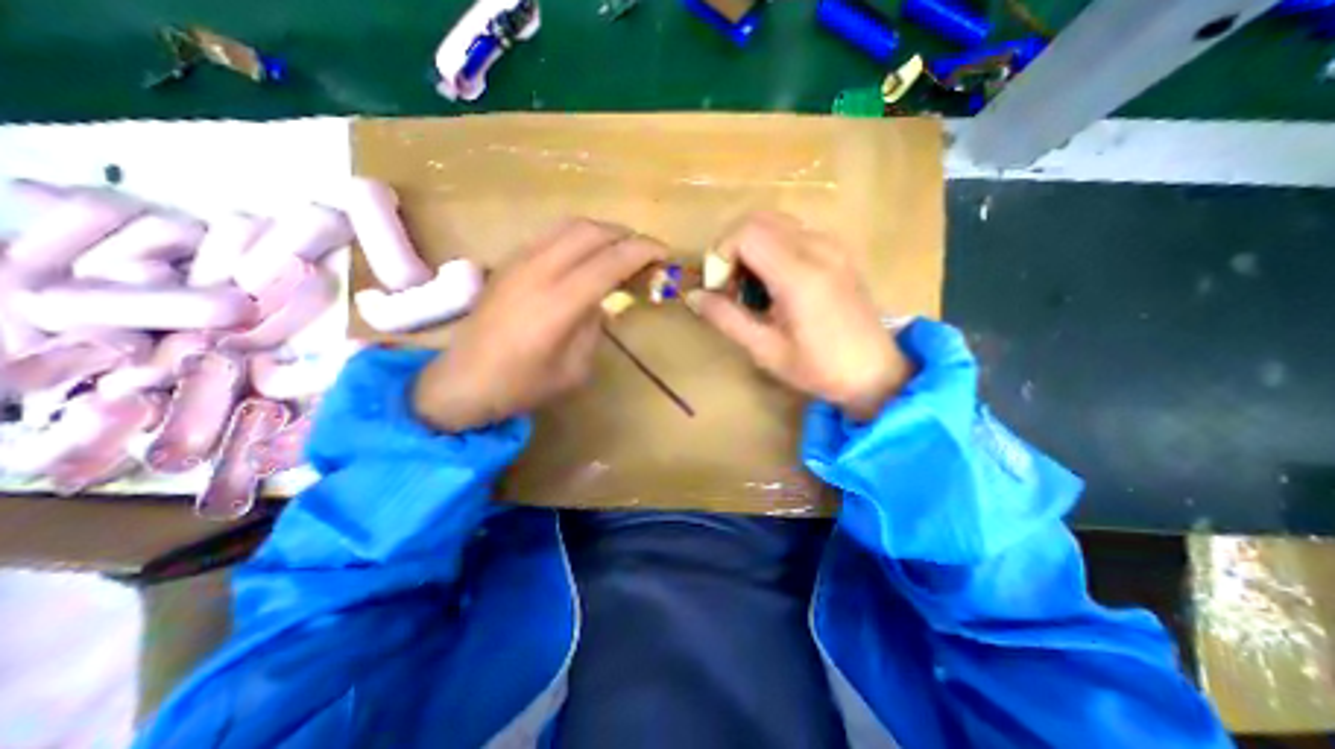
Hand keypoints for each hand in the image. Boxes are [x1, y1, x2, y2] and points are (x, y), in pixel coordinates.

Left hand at [415, 219, 662, 430]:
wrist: (461, 382)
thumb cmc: (521, 385)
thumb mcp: (575, 369)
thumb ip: (595, 327)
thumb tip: (603, 300)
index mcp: (559, 303)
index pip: (610, 261)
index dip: (643, 251)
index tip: (666, 254)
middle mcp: (539, 271)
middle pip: (592, 231)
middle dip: (627, 235)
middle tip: (647, 253)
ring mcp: (519, 261)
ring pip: (570, 226)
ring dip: (603, 231)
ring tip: (622, 250)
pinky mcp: (509, 261)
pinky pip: (552, 234)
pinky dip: (579, 236)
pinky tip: (588, 255)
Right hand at [682, 211, 913, 421]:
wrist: (875, 372)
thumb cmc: (818, 368)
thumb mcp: (765, 350)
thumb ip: (726, 318)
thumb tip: (693, 295)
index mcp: (799, 275)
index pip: (745, 233)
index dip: (721, 255)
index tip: (720, 288)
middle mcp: (818, 248)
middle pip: (758, 219)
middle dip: (732, 247)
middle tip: (731, 286)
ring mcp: (832, 244)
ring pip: (775, 222)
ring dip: (752, 246)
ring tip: (752, 286)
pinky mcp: (839, 250)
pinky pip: (794, 232)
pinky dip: (773, 247)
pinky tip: (776, 282)